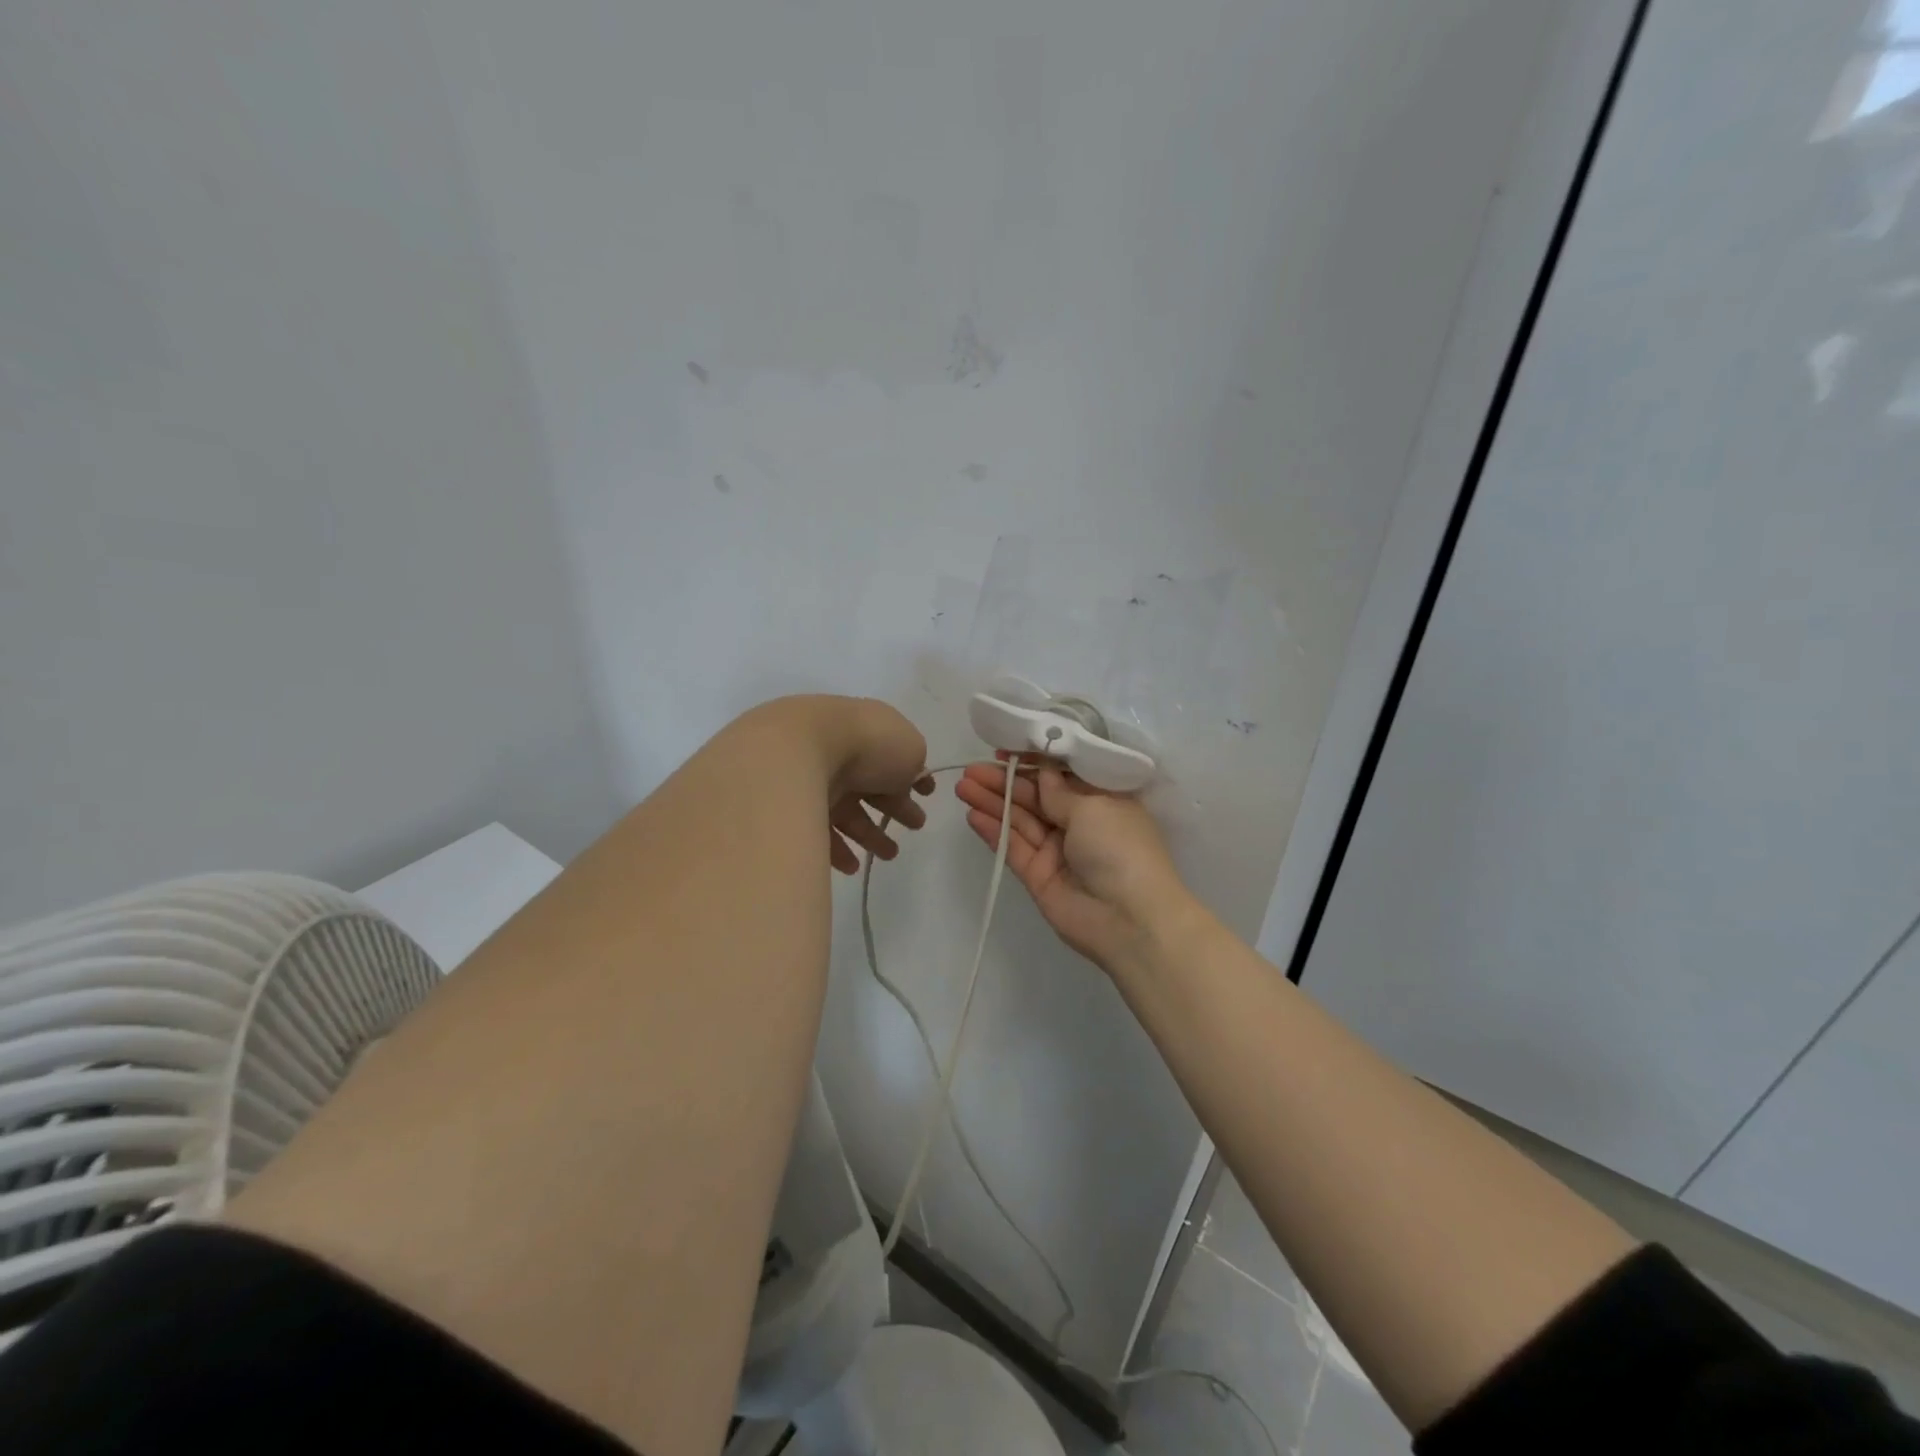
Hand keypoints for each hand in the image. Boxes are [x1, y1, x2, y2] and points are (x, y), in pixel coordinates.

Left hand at [745, 696, 935, 874]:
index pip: (894, 756)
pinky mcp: (791, 808)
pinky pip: (817, 832)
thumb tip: (910, 775)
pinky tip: (854, 865)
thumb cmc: (866, 743)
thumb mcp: (910, 747)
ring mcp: (813, 780)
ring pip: (847, 811)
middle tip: (917, 825)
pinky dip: (837, 850)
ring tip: (891, 855)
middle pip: (872, 785)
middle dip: (897, 806)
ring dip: (871, 834)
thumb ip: (915, 762)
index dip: (913, 775)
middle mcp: (840, 754)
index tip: (928, 795)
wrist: (797, 751)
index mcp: (869, 733)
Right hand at [954, 758, 1193, 972]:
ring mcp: (1057, 850)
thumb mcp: (1092, 807)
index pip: (1062, 775)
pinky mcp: (1038, 875)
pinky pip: (1013, 847)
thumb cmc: (1120, 848)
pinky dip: (994, 831)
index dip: (1034, 761)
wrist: (1130, 920)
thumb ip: (1057, 789)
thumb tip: (1043, 769)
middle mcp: (1080, 822)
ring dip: (993, 801)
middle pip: (1036, 796)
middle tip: (972, 769)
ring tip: (963, 785)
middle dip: (1005, 780)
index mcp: (1102, 800)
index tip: (1005, 749)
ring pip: (1020, 819)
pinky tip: (972, 814)